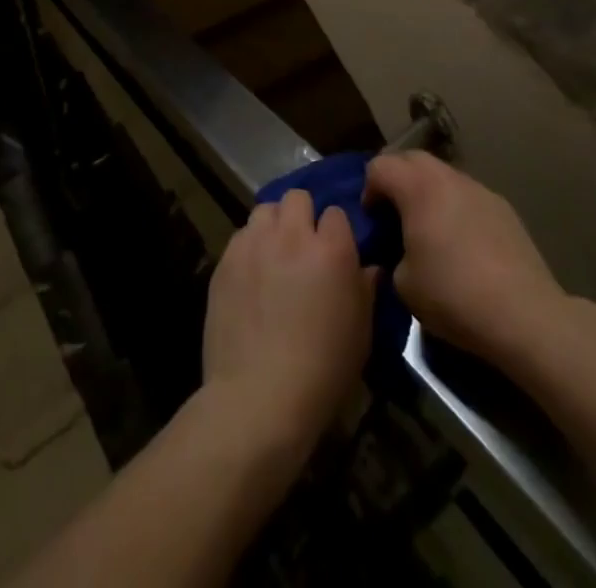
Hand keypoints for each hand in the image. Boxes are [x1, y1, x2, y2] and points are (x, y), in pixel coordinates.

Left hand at [201, 190, 373, 451]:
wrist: (258, 397)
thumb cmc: (322, 372)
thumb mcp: (360, 334)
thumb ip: (365, 290)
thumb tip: (369, 268)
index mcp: (331, 249)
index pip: (336, 213)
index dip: (336, 232)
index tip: (335, 253)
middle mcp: (292, 235)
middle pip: (297, 197)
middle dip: (302, 216)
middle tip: (303, 247)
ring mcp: (254, 244)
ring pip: (265, 209)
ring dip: (273, 226)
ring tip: (274, 255)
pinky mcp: (226, 259)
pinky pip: (241, 236)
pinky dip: (249, 247)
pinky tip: (251, 276)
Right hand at [364, 151, 565, 369]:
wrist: (525, 315)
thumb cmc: (454, 295)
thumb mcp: (403, 283)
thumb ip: (392, 254)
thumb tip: (401, 251)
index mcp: (418, 187)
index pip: (379, 167)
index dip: (368, 190)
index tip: (373, 221)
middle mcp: (449, 177)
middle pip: (411, 159)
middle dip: (397, 181)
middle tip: (394, 216)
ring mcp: (480, 190)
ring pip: (443, 175)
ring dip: (428, 192)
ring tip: (429, 229)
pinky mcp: (504, 208)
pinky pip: (467, 196)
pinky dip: (455, 207)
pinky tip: (462, 244)